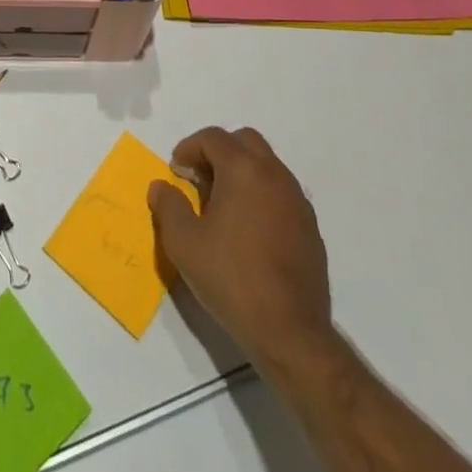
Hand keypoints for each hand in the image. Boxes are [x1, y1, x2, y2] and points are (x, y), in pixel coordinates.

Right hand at [149, 127, 334, 375]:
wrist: (291, 333)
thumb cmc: (231, 278)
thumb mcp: (183, 242)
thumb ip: (168, 205)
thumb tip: (161, 186)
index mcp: (243, 169)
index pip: (212, 138)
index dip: (189, 148)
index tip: (176, 171)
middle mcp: (274, 175)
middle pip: (244, 141)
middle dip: (218, 152)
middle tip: (200, 179)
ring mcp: (297, 201)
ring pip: (267, 166)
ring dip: (242, 172)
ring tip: (223, 206)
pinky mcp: (311, 229)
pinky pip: (282, 194)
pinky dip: (262, 196)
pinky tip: (249, 231)